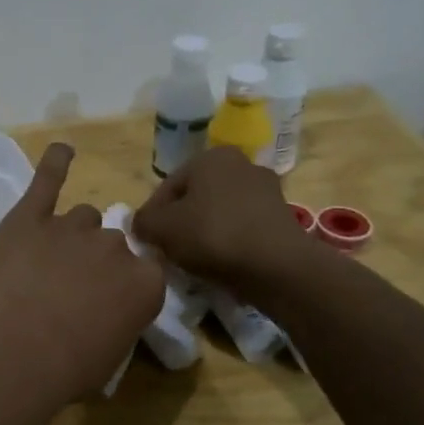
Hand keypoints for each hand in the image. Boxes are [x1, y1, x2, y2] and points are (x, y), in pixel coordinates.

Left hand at [0, 144, 164, 402]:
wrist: (17, 350)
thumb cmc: (68, 368)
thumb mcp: (111, 356)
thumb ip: (118, 321)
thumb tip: (105, 315)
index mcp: (145, 283)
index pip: (147, 270)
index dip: (125, 284)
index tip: (108, 300)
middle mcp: (116, 246)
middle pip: (112, 241)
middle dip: (95, 262)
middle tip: (69, 289)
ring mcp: (72, 226)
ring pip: (82, 217)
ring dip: (70, 235)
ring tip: (46, 261)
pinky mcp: (31, 216)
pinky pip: (48, 180)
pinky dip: (55, 163)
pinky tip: (62, 151)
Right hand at [134, 146, 322, 294]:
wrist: (277, 267)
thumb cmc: (212, 235)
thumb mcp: (161, 228)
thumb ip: (143, 222)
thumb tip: (141, 225)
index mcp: (211, 157)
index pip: (168, 187)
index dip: (152, 216)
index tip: (147, 241)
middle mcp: (241, 164)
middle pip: (195, 198)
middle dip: (180, 223)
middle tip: (168, 251)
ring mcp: (267, 191)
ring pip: (219, 213)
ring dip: (204, 233)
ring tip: (193, 261)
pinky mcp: (282, 218)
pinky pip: (242, 228)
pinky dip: (229, 243)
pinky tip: (220, 264)